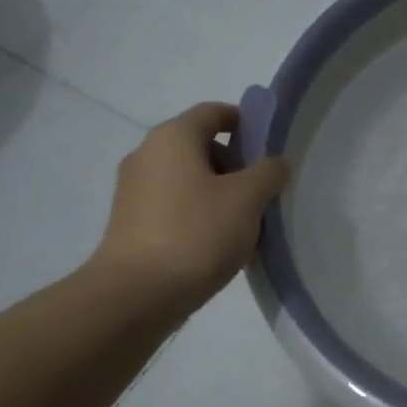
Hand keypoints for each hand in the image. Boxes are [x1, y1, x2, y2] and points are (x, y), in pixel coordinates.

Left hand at [87, 102, 289, 313]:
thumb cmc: (197, 233)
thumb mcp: (247, 198)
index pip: (213, 112)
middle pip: (201, 146)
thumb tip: (274, 163)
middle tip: (265, 190)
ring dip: (220, 193)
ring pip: (189, 179)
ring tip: (247, 223)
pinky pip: (175, 206)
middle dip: (236, 164)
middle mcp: (147, 155)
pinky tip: (221, 243)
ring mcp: (135, 191)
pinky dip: (200, 214)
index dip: (245, 122)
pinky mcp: (132, 224)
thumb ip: (268, 172)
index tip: (270, 145)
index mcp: (173, 138)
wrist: (137, 294)